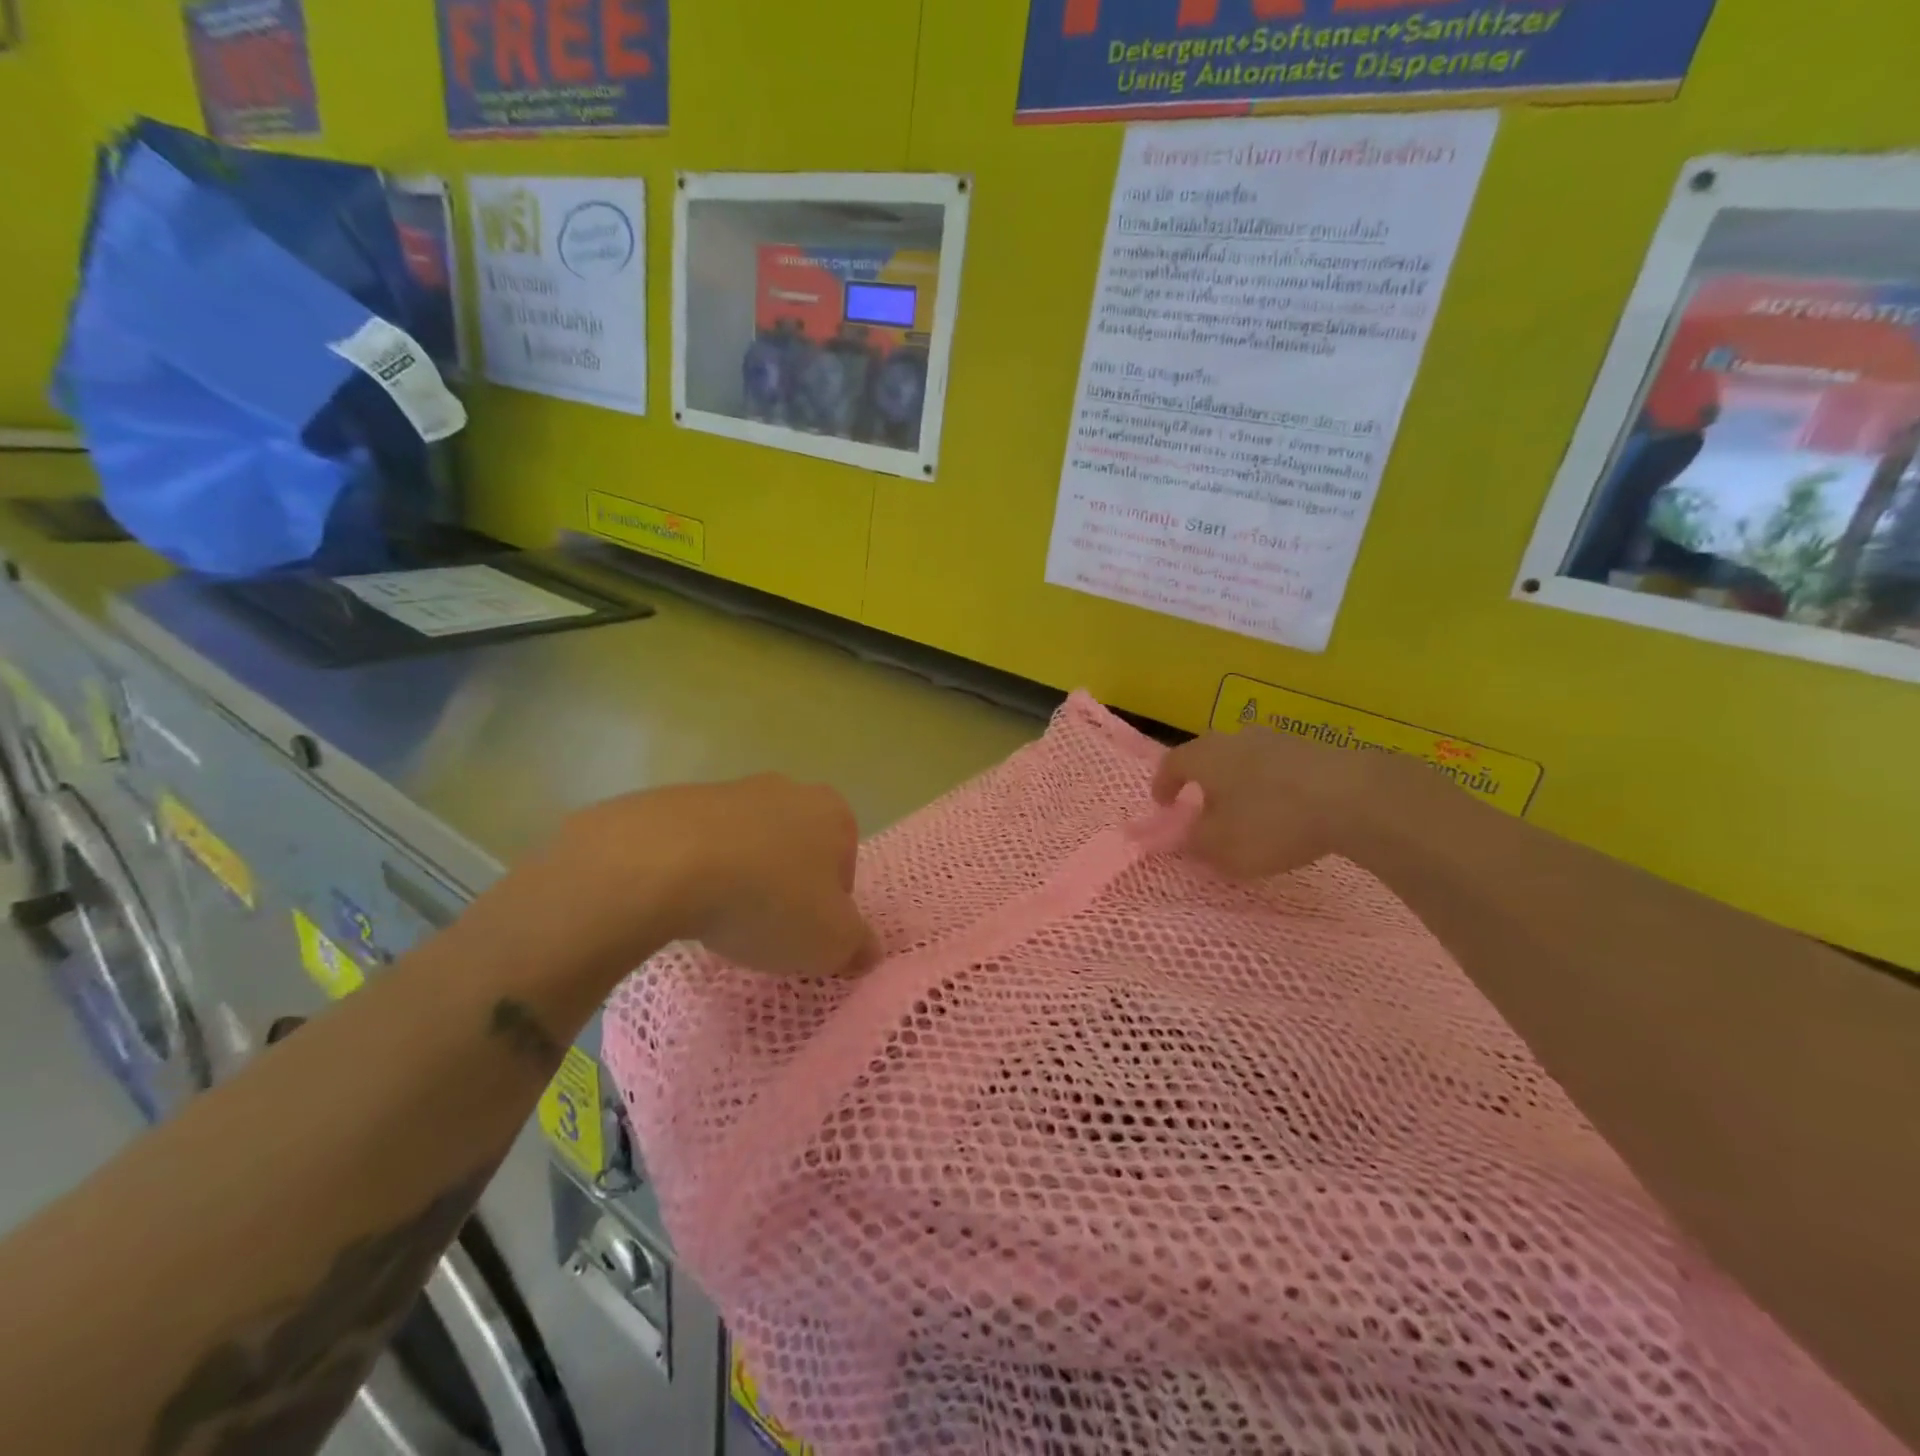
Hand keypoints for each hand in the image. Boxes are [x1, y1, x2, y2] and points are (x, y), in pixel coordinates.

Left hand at [486, 775, 872, 990]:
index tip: (806, 935)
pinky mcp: (678, 801)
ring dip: (741, 878)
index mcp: (832, 813)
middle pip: (796, 849)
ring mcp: (730, 790)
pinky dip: (699, 872)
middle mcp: (787, 790)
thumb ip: (858, 946)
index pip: (845, 865)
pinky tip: (684, 902)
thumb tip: (868, 950)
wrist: (665, 862)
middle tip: (766, 929)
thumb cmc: (769, 899)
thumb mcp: (830, 942)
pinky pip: (701, 845)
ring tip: (720, 920)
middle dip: (785, 886)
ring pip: (748, 845)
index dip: (830, 906)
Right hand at [1152, 729, 1434, 878]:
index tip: (1163, 804)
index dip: (1163, 784)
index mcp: (1204, 756)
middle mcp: (1235, 738)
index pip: (1171, 764)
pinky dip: (1274, 784)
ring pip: (1246, 758)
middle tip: (1206, 807)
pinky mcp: (1313, 747)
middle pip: (1209, 756)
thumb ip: (1196, 842)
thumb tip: (1185, 836)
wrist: (1353, 795)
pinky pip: (1279, 765)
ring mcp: (1277, 738)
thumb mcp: (1223, 847)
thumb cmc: (1271, 821)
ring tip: (1249, 810)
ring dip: (1241, 781)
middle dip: (1204, 781)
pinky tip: (1287, 807)